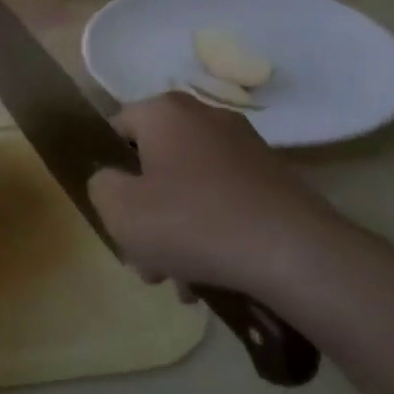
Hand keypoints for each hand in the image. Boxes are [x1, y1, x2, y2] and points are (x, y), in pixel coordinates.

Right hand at [86, 91, 352, 297]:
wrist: (294, 254)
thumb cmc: (192, 223)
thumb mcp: (120, 209)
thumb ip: (100, 186)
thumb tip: (112, 181)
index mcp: (165, 111)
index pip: (116, 129)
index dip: (108, 173)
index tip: (114, 215)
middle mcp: (205, 116)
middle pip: (154, 164)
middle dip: (144, 214)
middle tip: (144, 259)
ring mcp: (244, 146)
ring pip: (188, 187)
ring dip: (176, 231)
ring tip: (180, 281)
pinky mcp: (272, 178)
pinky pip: (223, 199)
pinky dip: (211, 231)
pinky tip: (211, 274)